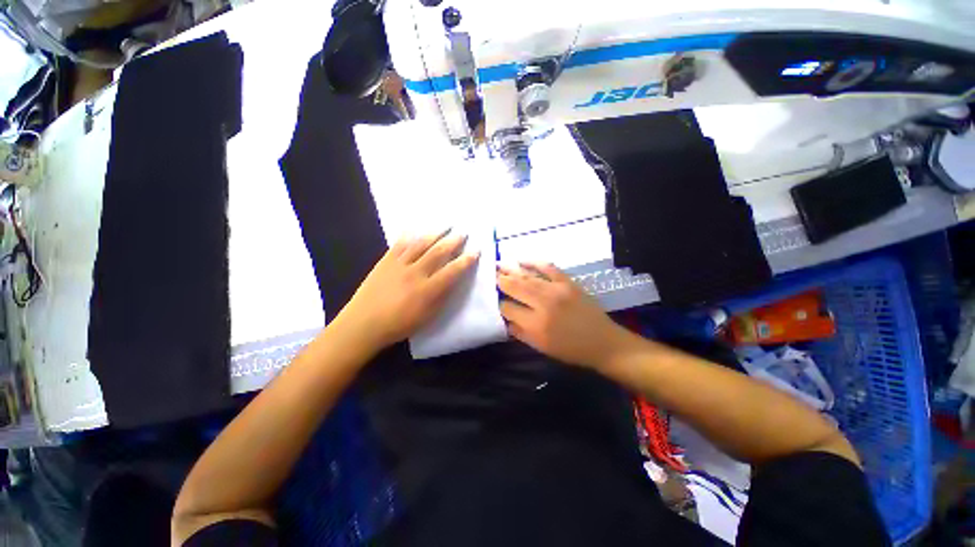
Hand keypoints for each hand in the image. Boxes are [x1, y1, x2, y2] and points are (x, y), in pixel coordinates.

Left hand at [336, 231, 479, 350]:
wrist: (363, 324)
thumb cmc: (399, 325)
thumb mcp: (427, 317)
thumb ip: (441, 298)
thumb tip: (453, 282)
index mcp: (428, 290)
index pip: (452, 271)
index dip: (466, 261)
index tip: (476, 251)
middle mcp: (415, 273)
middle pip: (438, 252)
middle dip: (453, 241)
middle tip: (463, 232)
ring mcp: (399, 265)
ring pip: (420, 244)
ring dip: (435, 233)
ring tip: (445, 225)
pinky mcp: (385, 261)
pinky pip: (399, 245)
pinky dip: (409, 236)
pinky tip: (415, 229)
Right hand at [497, 263, 629, 368]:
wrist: (603, 342)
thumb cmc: (570, 349)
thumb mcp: (541, 347)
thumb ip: (519, 332)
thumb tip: (504, 318)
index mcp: (535, 324)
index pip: (507, 308)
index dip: (498, 304)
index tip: (494, 300)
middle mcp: (543, 303)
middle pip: (515, 287)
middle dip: (500, 281)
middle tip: (491, 275)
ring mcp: (557, 289)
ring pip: (528, 276)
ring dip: (511, 270)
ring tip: (499, 265)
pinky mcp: (568, 282)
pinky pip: (548, 267)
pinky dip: (534, 262)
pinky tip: (522, 260)